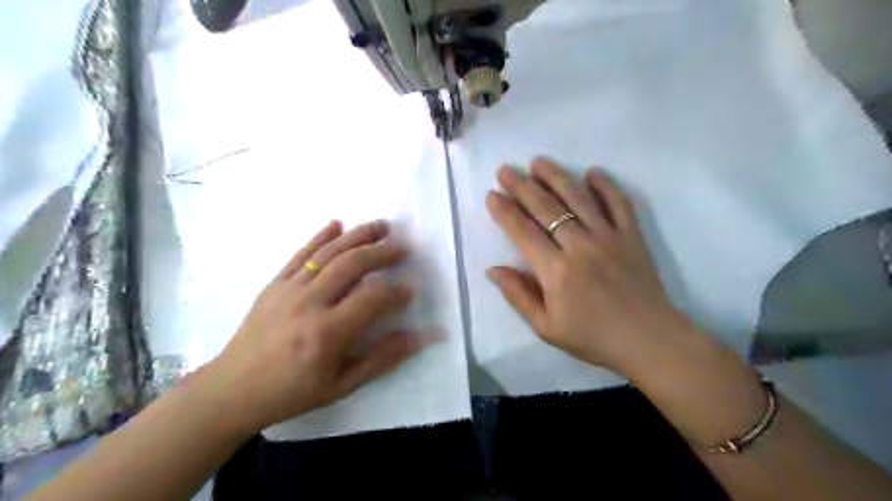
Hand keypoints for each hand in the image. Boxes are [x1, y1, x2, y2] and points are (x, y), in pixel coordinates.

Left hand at [206, 220, 435, 434]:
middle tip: (403, 248)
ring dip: (358, 235)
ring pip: (329, 253)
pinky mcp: (274, 283)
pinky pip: (300, 254)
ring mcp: (288, 289)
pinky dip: (320, 236)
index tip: (411, 290)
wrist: (232, 390)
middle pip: (352, 264)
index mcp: (327, 332)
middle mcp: (309, 302)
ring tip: (382, 225)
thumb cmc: (292, 392)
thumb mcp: (342, 385)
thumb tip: (418, 336)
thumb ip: (382, 359)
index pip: (372, 299)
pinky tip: (336, 224)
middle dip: (382, 252)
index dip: (397, 292)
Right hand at [486, 157, 695, 375]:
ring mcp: (608, 237)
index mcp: (555, 272)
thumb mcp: (546, 328)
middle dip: (522, 186)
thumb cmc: (593, 337)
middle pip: (546, 208)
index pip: (523, 232)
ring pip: (578, 198)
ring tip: (538, 162)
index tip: (492, 195)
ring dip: (556, 176)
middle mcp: (580, 246)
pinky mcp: (632, 236)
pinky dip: (606, 185)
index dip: (505, 212)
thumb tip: (492, 270)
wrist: (649, 341)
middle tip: (505, 170)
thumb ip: (518, 296)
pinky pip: (619, 203)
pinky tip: (592, 171)